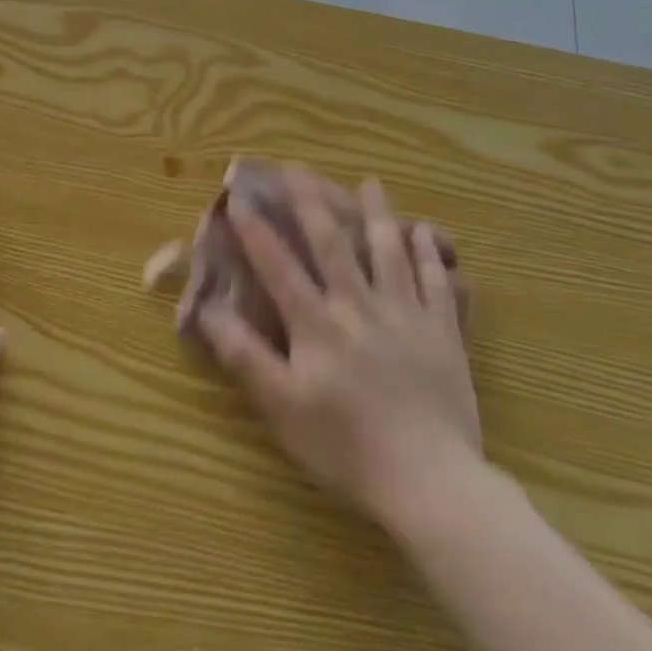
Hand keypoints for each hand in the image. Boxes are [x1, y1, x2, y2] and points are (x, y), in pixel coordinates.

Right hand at [194, 176, 481, 526]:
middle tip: (299, 168)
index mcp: (317, 324)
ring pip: (389, 253)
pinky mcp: (443, 335)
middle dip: (312, 203)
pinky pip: (438, 284)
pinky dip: (430, 255)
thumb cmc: (345, 447)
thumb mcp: (281, 407)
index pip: (279, 266)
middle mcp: (359, 307)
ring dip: (378, 214)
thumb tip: (208, 311)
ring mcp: (406, 316)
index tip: (239, 197)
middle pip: (333, 244)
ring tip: (371, 183)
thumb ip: (244, 355)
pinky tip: (425, 234)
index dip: (256, 231)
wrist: (431, 482)